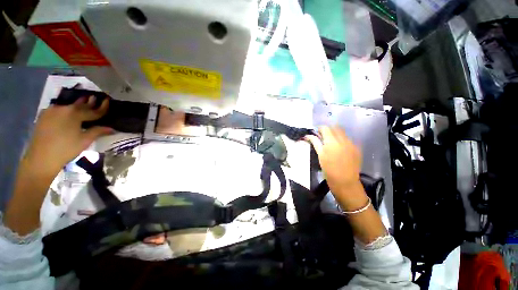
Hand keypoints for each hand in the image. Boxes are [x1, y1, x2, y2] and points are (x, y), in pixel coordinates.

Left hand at [24, 96, 111, 175]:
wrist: (41, 158)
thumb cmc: (66, 149)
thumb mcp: (85, 140)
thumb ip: (97, 131)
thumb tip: (112, 129)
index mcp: (74, 113)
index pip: (92, 110)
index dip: (102, 107)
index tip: (107, 100)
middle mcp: (63, 108)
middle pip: (79, 105)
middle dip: (88, 102)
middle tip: (94, 98)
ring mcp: (51, 111)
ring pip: (68, 106)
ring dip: (76, 105)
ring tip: (82, 101)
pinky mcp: (44, 116)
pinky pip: (58, 109)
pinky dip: (66, 109)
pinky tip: (68, 111)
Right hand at [305, 126, 366, 209]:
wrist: (345, 183)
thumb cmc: (329, 170)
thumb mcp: (320, 156)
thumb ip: (315, 143)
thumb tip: (308, 135)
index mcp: (332, 142)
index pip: (325, 128)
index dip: (320, 129)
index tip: (317, 133)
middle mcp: (343, 140)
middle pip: (335, 127)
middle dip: (328, 130)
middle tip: (323, 137)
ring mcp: (352, 144)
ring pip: (343, 133)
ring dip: (336, 134)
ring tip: (331, 143)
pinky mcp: (357, 148)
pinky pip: (348, 139)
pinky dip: (342, 140)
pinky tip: (340, 149)